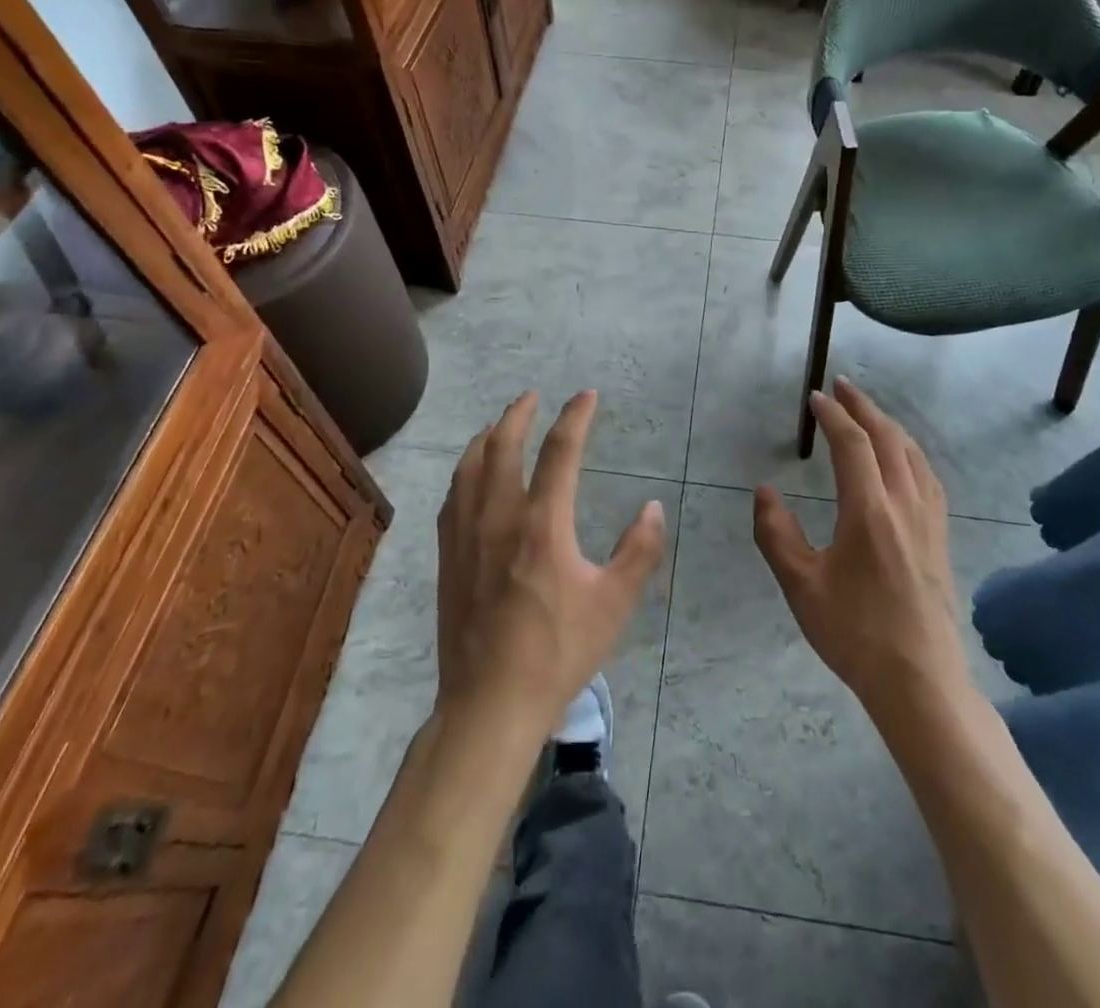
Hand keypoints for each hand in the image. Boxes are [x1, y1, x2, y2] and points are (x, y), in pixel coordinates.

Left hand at [435, 390, 665, 738]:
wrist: (490, 703)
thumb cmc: (558, 652)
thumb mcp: (614, 605)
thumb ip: (639, 552)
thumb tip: (653, 507)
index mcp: (542, 524)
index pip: (559, 452)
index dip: (575, 417)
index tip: (586, 395)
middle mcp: (498, 517)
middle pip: (502, 446)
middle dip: (518, 414)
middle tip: (532, 396)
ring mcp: (465, 536)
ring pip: (469, 467)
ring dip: (486, 437)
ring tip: (498, 425)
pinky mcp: (446, 558)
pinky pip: (452, 497)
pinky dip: (464, 472)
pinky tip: (469, 476)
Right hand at [753, 377, 969, 720]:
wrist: (920, 681)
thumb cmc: (854, 633)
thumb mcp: (801, 586)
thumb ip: (776, 533)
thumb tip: (764, 491)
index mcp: (869, 510)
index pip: (852, 444)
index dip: (832, 415)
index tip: (814, 397)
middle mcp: (904, 504)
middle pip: (887, 438)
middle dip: (863, 407)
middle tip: (842, 386)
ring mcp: (929, 519)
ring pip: (912, 453)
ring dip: (889, 424)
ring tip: (869, 412)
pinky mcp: (941, 537)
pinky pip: (928, 476)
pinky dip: (910, 451)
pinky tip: (904, 458)